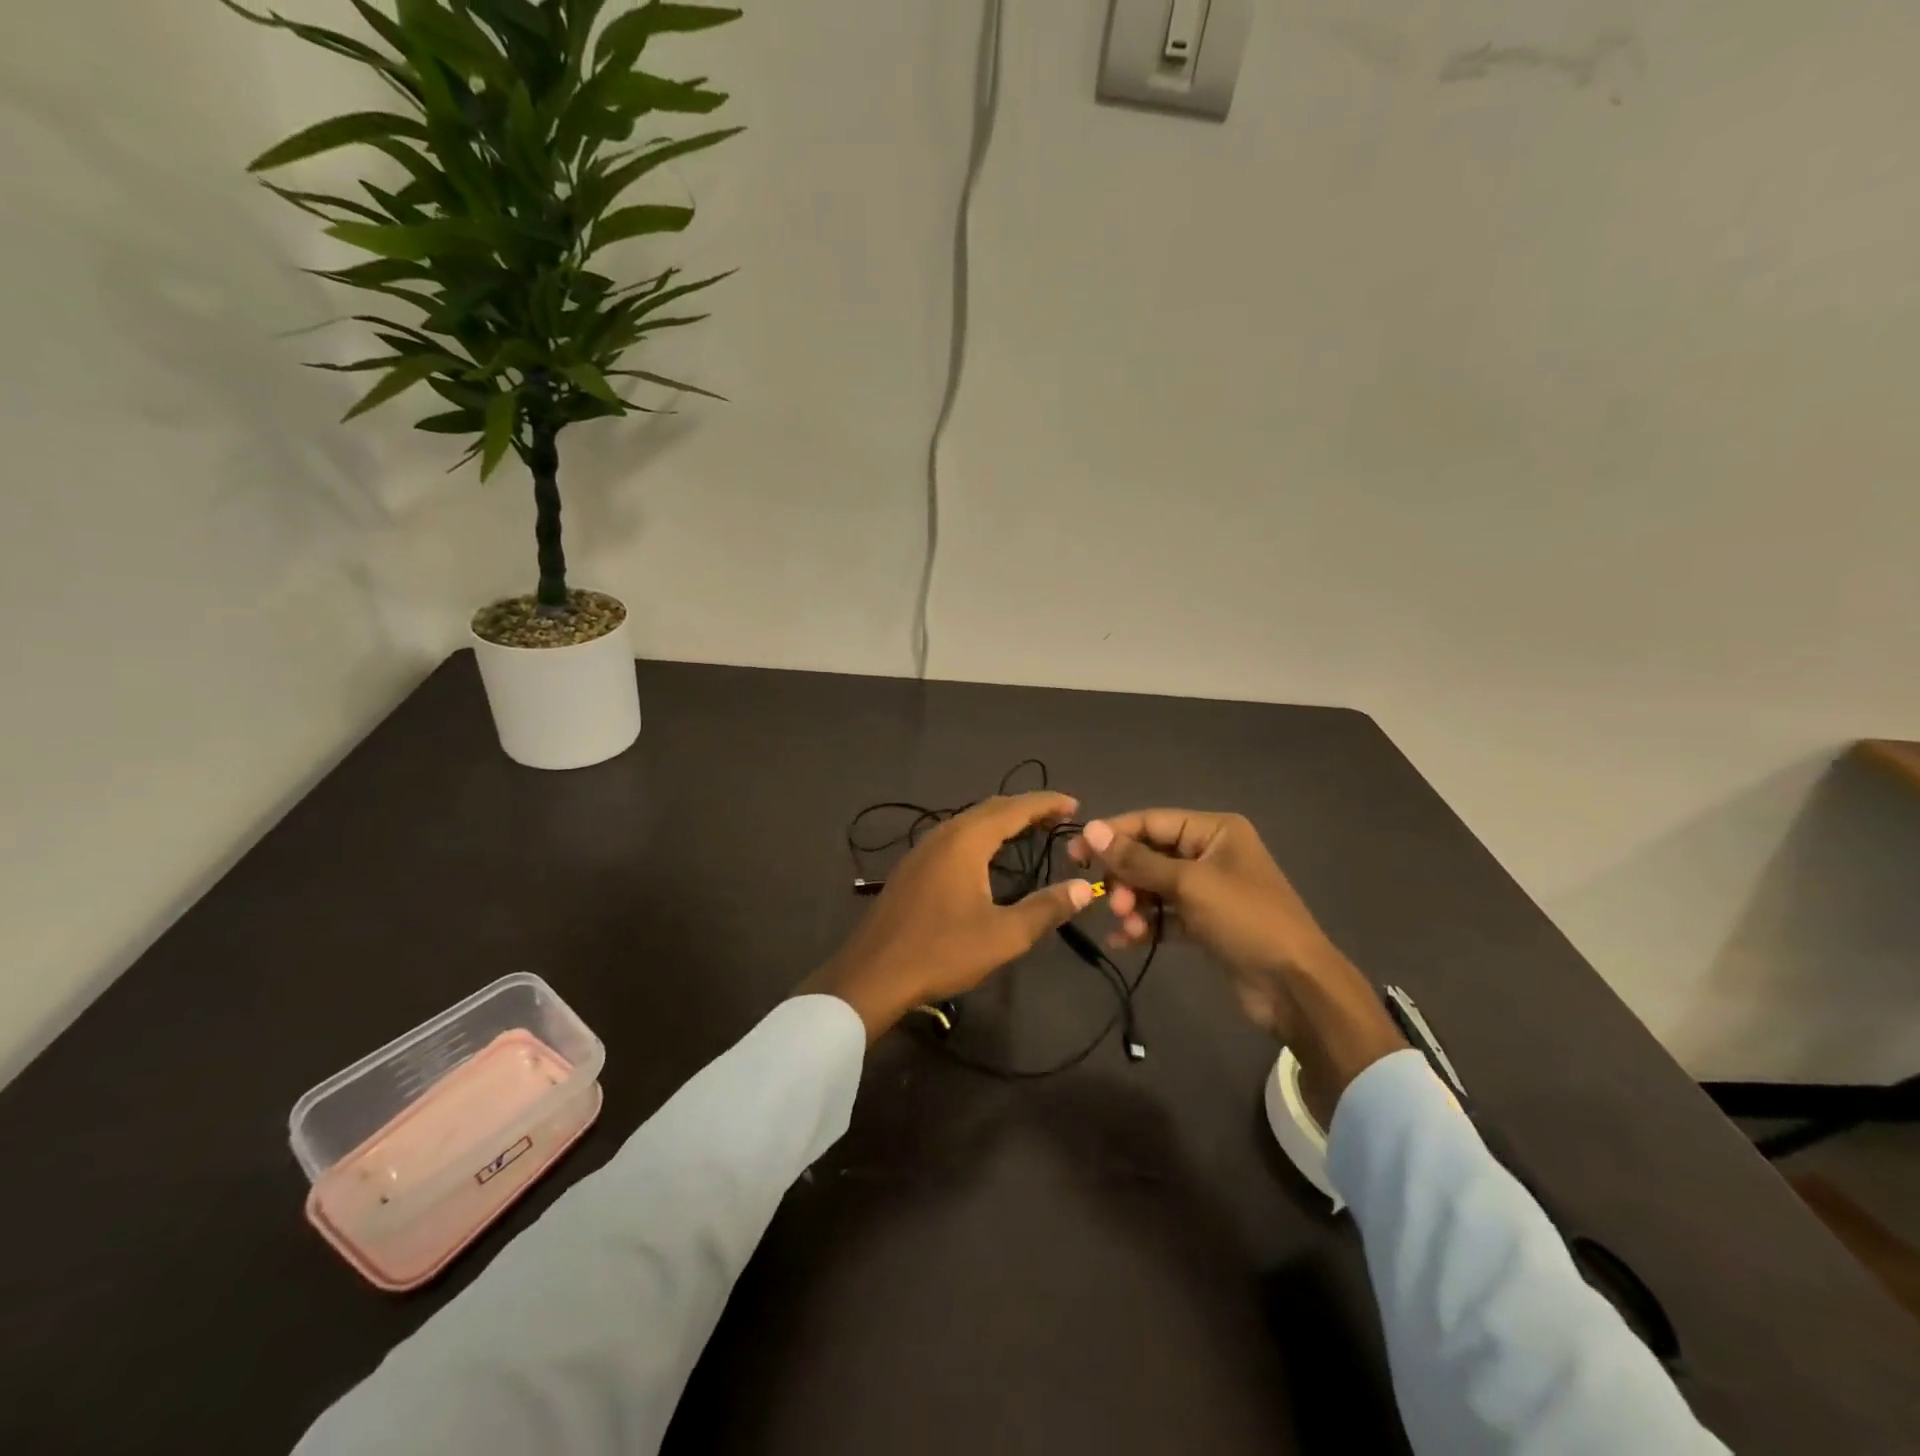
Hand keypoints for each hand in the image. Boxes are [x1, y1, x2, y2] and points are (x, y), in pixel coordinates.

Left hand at [800, 792, 1095, 1039]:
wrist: (872, 974)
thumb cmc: (942, 951)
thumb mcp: (1003, 935)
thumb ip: (1046, 908)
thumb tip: (1084, 888)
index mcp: (965, 841)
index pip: (1013, 808)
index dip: (1046, 803)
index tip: (1074, 805)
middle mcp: (942, 834)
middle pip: (990, 809)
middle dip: (1025, 808)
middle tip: (1058, 817)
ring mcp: (921, 850)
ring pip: (968, 822)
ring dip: (1001, 821)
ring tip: (1029, 831)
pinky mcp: (911, 868)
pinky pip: (954, 837)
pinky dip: (980, 836)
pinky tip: (987, 857)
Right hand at [1072, 810, 1404, 1119]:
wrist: (1295, 987)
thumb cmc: (1245, 920)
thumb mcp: (1188, 884)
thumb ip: (1137, 859)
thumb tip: (1092, 829)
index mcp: (1215, 830)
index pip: (1152, 822)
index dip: (1113, 835)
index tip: (1076, 853)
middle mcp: (1211, 853)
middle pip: (1151, 855)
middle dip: (1126, 877)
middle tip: (1109, 901)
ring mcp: (1210, 890)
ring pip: (1155, 887)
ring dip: (1134, 904)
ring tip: (1124, 925)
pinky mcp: (1207, 924)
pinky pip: (1166, 916)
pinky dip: (1146, 925)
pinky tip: (1125, 941)